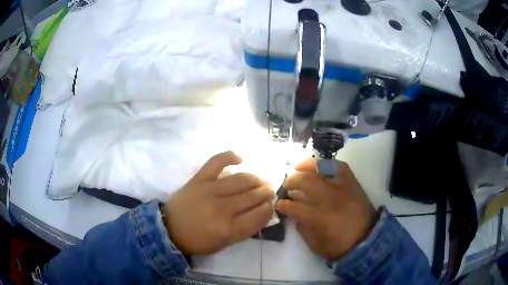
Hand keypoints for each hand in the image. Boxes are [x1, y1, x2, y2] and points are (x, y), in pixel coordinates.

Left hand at [161, 151, 274, 255]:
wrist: (169, 229)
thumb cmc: (198, 241)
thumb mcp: (225, 243)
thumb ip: (245, 229)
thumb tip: (262, 212)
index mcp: (229, 229)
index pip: (260, 214)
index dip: (269, 209)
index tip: (269, 206)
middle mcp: (222, 209)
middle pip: (254, 196)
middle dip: (266, 193)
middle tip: (268, 192)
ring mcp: (210, 190)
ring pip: (242, 179)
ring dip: (256, 179)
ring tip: (259, 181)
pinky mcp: (199, 178)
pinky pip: (217, 161)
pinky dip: (230, 156)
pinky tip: (240, 159)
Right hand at [276, 159, 376, 260]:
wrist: (367, 240)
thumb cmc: (339, 246)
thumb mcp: (314, 243)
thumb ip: (301, 225)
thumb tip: (293, 210)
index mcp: (319, 217)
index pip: (294, 205)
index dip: (283, 204)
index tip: (279, 204)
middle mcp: (331, 198)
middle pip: (305, 181)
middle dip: (291, 182)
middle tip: (287, 186)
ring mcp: (343, 187)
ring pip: (322, 167)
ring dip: (306, 166)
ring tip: (298, 167)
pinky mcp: (353, 183)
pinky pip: (340, 166)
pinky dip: (328, 164)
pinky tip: (320, 167)